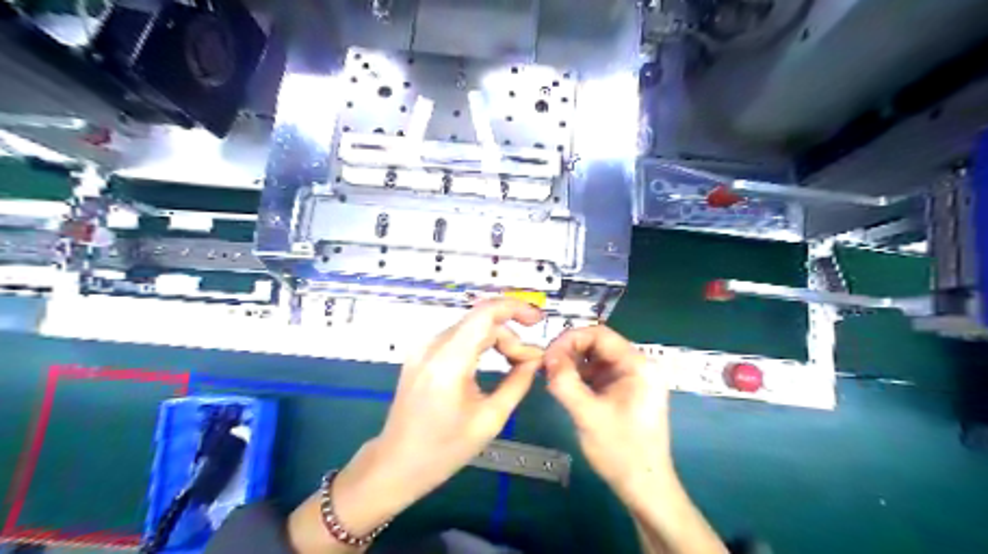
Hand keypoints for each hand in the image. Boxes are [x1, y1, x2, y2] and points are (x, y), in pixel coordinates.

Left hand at [335, 298, 543, 528]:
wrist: (397, 463)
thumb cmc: (444, 449)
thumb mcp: (490, 419)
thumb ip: (517, 382)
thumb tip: (535, 358)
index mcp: (448, 362)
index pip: (485, 314)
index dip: (515, 308)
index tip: (538, 320)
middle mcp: (432, 346)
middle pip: (480, 321)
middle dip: (510, 335)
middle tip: (528, 362)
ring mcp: (423, 348)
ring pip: (470, 327)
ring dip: (496, 338)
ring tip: (514, 362)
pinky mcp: (421, 354)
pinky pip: (458, 337)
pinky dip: (480, 343)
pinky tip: (493, 359)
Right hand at [543, 325, 674, 502]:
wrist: (644, 487)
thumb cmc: (621, 451)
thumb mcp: (588, 415)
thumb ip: (565, 383)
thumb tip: (546, 356)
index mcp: (638, 365)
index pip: (600, 334)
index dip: (570, 339)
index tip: (547, 355)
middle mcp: (638, 365)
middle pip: (598, 344)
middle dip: (569, 352)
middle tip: (546, 368)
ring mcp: (632, 378)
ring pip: (596, 358)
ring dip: (573, 364)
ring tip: (552, 379)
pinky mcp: (625, 390)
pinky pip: (598, 373)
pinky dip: (580, 376)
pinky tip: (565, 387)